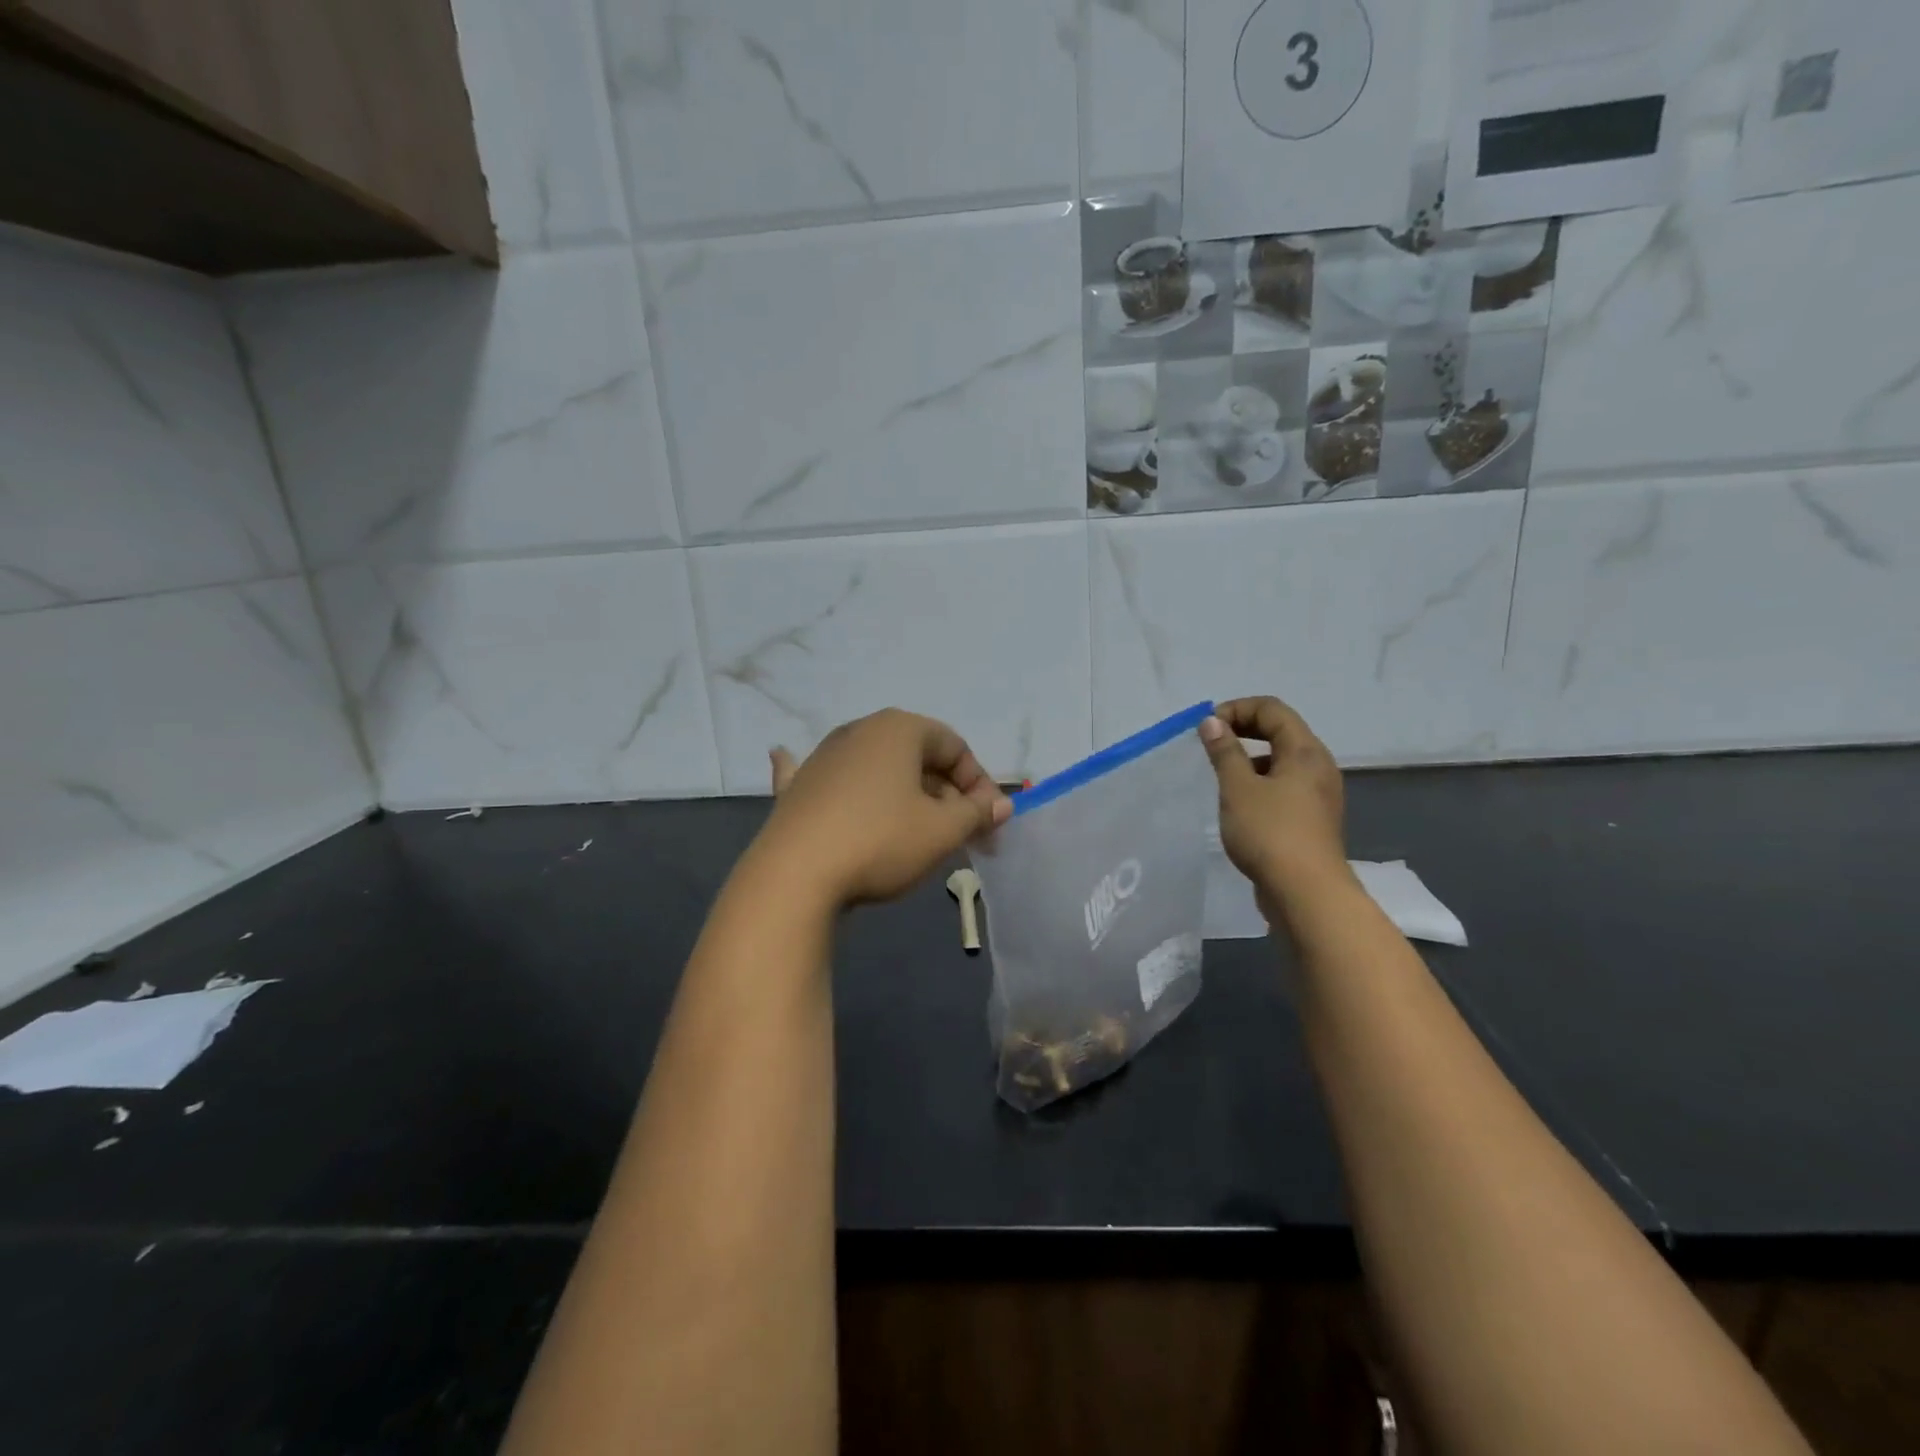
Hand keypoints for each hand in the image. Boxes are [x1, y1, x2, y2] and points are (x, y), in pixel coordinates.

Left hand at [755, 709, 1011, 907]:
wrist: (794, 876)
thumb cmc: (881, 842)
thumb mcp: (942, 831)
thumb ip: (977, 813)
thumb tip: (1001, 804)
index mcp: (899, 729)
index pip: (955, 746)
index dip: (980, 784)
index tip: (990, 823)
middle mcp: (859, 731)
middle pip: (918, 759)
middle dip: (948, 796)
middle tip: (963, 837)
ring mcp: (823, 757)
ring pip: (881, 773)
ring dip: (909, 798)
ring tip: (921, 835)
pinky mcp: (798, 789)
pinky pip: (829, 780)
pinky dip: (839, 784)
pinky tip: (792, 759)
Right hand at [1199, 696, 1348, 902]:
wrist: (1306, 893)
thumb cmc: (1270, 833)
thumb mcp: (1238, 788)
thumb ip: (1224, 752)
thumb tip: (1212, 722)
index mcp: (1305, 751)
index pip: (1272, 709)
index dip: (1236, 709)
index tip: (1206, 729)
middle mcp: (1318, 766)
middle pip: (1280, 731)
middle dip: (1243, 731)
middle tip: (1210, 746)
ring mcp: (1319, 795)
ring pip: (1282, 761)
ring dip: (1250, 759)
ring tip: (1221, 777)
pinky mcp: (1312, 819)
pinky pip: (1285, 786)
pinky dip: (1260, 783)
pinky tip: (1239, 806)